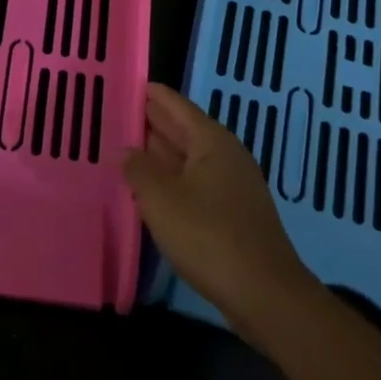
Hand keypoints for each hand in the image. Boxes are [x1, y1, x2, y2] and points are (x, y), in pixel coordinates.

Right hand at [122, 83, 316, 340]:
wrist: (265, 295)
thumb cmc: (209, 237)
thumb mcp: (161, 199)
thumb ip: (139, 169)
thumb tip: (126, 149)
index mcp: (211, 140)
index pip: (175, 105)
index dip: (149, 93)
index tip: (124, 83)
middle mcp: (225, 154)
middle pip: (183, 129)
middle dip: (151, 122)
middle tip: (115, 114)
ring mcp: (232, 185)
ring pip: (188, 159)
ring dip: (158, 154)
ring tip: (124, 149)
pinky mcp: (233, 213)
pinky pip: (195, 183)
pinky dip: (171, 180)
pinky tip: (150, 190)